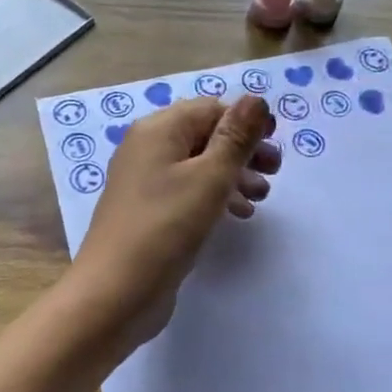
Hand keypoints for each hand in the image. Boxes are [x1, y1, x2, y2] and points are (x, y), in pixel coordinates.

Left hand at [72, 94, 280, 344]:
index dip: (246, 121)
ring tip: (261, 197)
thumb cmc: (165, 227)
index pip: (210, 108)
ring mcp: (145, 182)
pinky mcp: (149, 212)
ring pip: (199, 165)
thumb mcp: (210, 178)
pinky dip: (215, 196)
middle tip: (275, 172)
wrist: (115, 293)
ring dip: (234, 175)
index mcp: (159, 130)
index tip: (276, 144)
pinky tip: (238, 216)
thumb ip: (236, 137)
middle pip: (205, 135)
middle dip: (243, 150)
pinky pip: (188, 191)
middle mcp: (147, 148)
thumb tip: (255, 98)